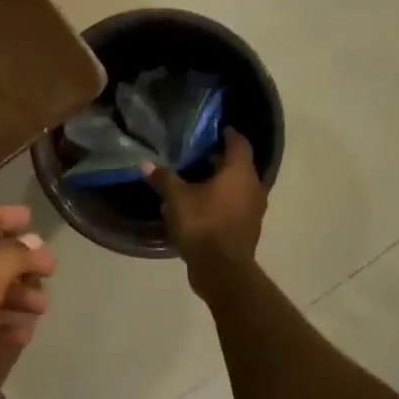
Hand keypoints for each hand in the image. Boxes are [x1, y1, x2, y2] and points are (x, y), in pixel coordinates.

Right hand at [143, 129, 266, 287]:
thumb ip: (163, 179)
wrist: (222, 269)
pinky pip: (234, 206)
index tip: (216, 129)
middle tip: (196, 154)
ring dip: (219, 183)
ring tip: (193, 180)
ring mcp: (253, 210)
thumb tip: (145, 164)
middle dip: (218, 160)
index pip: (239, 144)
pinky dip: (219, 201)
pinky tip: (198, 206)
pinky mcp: (247, 229)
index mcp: (240, 174)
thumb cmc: (202, 224)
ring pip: (236, 188)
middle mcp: (253, 188)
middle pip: (238, 166)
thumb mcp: (176, 198)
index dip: (228, 134)